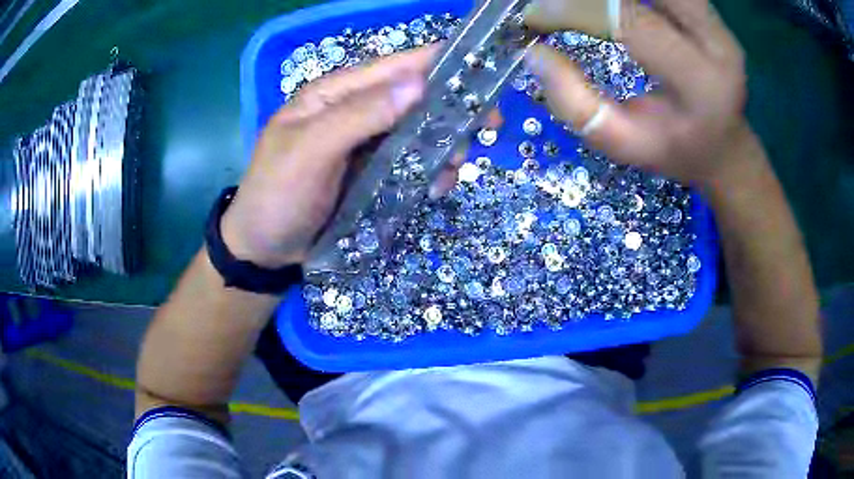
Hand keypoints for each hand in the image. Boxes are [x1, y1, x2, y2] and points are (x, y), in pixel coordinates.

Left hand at [221, 46, 463, 267]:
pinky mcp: (375, 171)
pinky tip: (436, 188)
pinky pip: (413, 161)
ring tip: (452, 170)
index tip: (485, 74)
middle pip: (417, 97)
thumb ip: (358, 116)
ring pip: (421, 130)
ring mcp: (367, 142)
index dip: (440, 64)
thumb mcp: (309, 152)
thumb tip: (418, 85)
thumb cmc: (277, 195)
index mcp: (335, 92)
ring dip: (446, 145)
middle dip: (453, 110)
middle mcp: (356, 109)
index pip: (395, 66)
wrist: (265, 249)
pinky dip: (432, 170)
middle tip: (487, 129)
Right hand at [524, 0, 750, 188]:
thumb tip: (534, 52)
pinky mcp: (712, 14)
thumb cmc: (675, 150)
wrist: (724, 145)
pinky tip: (611, 6)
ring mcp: (718, 24)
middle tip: (557, 5)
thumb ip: (576, 104)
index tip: (534, 17)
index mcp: (700, 83)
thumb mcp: (622, 144)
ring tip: (584, 7)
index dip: (574, 10)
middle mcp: (717, 42)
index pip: (630, 21)